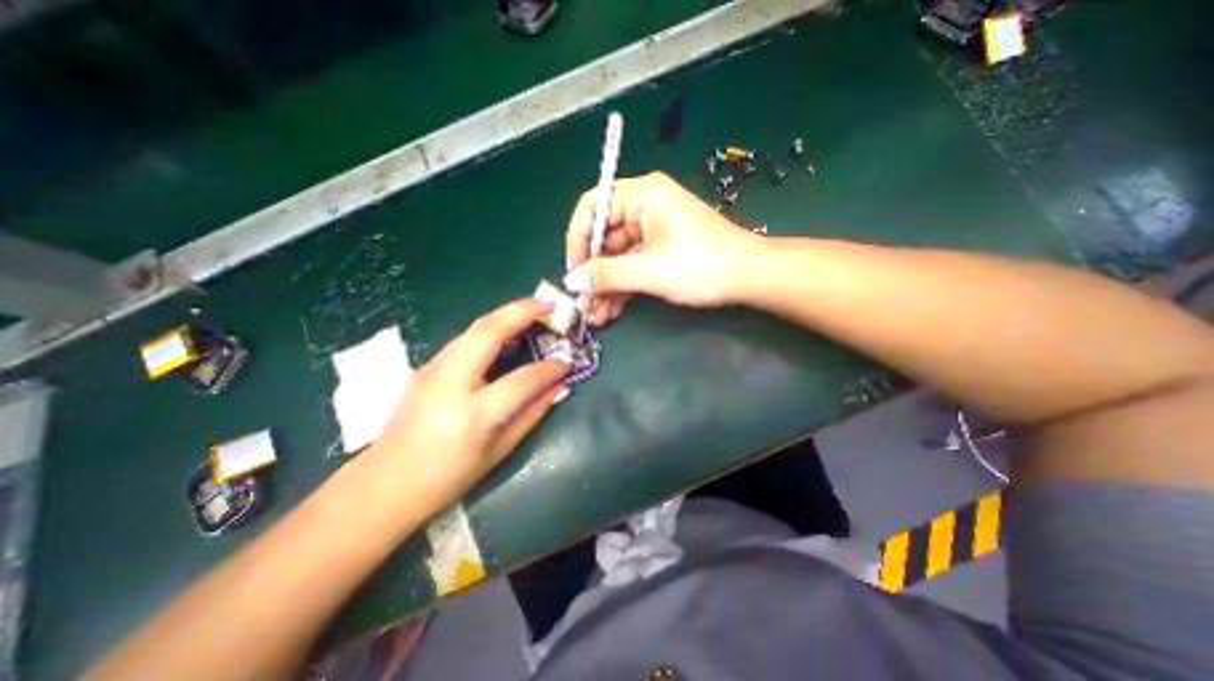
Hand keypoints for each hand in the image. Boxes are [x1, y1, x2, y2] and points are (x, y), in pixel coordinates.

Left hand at [365, 302, 569, 511]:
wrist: (386, 484)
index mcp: (473, 415)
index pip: (521, 379)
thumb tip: (558, 385)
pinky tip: (506, 334)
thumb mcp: (500, 450)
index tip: (567, 362)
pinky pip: (465, 339)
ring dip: (506, 315)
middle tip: (548, 305)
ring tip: (532, 313)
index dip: (549, 368)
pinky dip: (490, 329)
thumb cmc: (449, 477)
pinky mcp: (425, 366)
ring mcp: (432, 370)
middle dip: (522, 311)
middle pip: (488, 332)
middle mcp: (449, 383)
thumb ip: (533, 412)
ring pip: (474, 328)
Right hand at [565, 173, 762, 327]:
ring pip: (618, 257)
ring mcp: (653, 230)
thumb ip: (606, 274)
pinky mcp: (661, 250)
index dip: (577, 240)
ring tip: (595, 316)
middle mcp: (644, 207)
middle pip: (604, 237)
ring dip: (606, 286)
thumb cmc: (702, 265)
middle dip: (593, 273)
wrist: (750, 278)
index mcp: (642, 194)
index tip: (573, 272)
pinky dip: (623, 287)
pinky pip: (633, 266)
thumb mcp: (649, 271)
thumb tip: (572, 281)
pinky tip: (610, 311)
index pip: (592, 207)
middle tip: (583, 303)